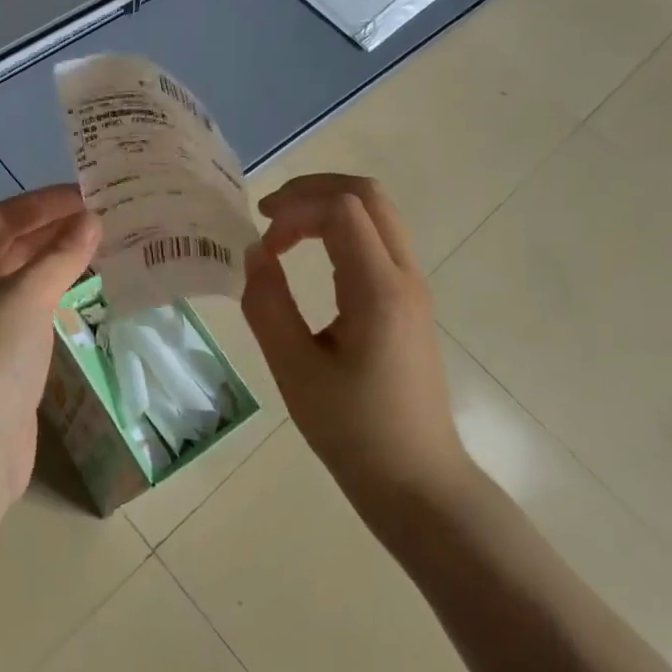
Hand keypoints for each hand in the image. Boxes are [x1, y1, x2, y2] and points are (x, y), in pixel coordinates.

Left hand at [0, 186, 100, 497]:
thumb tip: (91, 219)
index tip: (89, 194)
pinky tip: (89, 298)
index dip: (45, 201)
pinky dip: (63, 299)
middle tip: (107, 218)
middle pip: (17, 246)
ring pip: (30, 280)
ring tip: (107, 250)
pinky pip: (39, 314)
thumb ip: (61, 256)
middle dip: (57, 229)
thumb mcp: (27, 295)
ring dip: (63, 263)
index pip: (7, 216)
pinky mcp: (9, 361)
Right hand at [241, 175, 473, 508]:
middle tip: (270, 213)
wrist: (418, 481)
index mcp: (379, 290)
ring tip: (284, 233)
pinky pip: (378, 240)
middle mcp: (404, 277)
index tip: (261, 240)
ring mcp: (413, 288)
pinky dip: (340, 231)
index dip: (294, 208)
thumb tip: (254, 253)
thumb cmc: (353, 431)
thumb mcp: (294, 370)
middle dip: (313, 190)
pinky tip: (311, 258)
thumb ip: (267, 304)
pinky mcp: (409, 302)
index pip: (341, 209)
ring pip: (377, 214)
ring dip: (327, 208)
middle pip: (367, 195)